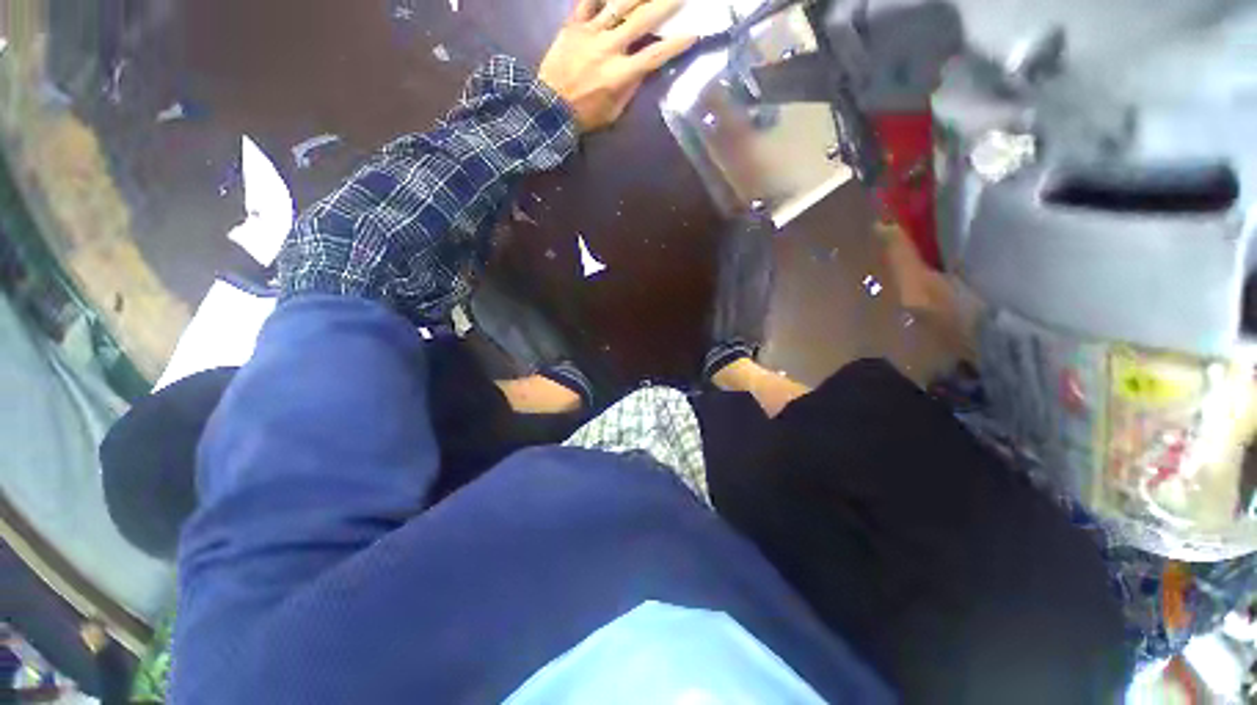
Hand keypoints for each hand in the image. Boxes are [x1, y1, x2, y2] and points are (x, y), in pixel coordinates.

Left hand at [539, 0, 695, 131]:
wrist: (550, 107)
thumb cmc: (585, 115)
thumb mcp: (613, 112)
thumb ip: (630, 89)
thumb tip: (644, 69)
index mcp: (621, 74)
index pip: (655, 55)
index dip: (675, 45)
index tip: (693, 34)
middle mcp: (609, 48)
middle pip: (642, 21)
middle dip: (665, 5)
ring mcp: (590, 33)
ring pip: (618, 4)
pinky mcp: (573, 25)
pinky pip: (587, 1)